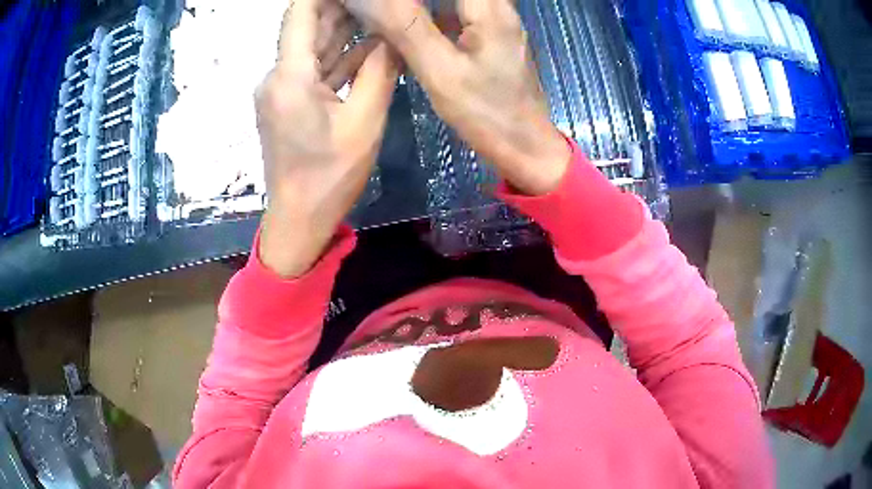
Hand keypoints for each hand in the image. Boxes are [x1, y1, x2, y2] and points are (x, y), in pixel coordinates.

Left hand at [256, 0, 398, 277]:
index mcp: (289, 76)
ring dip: (345, 32)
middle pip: (309, 28)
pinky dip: (340, 58)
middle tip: (379, 5)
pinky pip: (315, 70)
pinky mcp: (287, 102)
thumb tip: (393, 38)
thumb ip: (379, 71)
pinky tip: (370, 48)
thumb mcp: (365, 121)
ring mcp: (281, 89)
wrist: (299, 218)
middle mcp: (278, 76)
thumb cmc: (330, 176)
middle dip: (344, 9)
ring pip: (314, 48)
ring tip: (381, 18)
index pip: (300, 13)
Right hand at [345, 0, 570, 195]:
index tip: (381, 9)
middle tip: (379, 15)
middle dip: (408, 5)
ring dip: (414, 9)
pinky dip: (427, 17)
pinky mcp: (488, 35)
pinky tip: (404, 33)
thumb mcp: (441, 70)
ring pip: (446, 2)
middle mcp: (496, 5)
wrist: (525, 145)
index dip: (405, 0)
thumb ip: (405, 26)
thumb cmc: (486, 113)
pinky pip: (452, 13)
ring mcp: (494, 20)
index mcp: (489, 7)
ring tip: (383, 20)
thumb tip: (366, 0)